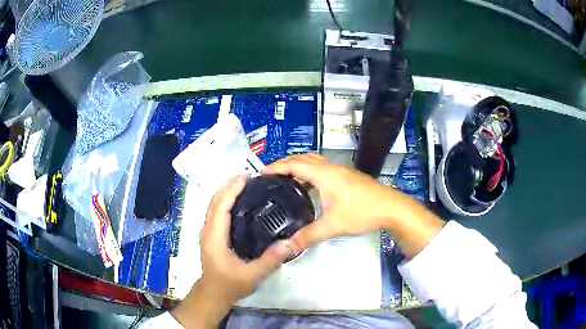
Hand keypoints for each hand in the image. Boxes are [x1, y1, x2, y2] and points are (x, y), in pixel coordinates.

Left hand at [172, 175, 298, 327]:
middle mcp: (208, 231)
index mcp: (215, 238)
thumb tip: (290, 243)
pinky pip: (216, 212)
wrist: (214, 294)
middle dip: (229, 186)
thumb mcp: (252, 276)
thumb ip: (270, 260)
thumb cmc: (230, 285)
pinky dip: (224, 201)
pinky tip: (237, 202)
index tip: (245, 177)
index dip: (231, 190)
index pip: (220, 207)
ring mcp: (207, 232)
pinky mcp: (211, 235)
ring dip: (226, 192)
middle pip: (214, 202)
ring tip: (244, 184)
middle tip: (248, 177)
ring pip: (213, 205)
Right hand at [264, 154, 444, 257]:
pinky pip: (322, 168)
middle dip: (284, 164)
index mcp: (324, 174)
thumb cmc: (362, 212)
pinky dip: (309, 172)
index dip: (276, 167)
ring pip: (314, 161)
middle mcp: (331, 168)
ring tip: (285, 179)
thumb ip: (308, 236)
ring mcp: (340, 170)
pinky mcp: (347, 176)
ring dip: (298, 166)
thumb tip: (287, 247)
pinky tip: (308, 187)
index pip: (294, 165)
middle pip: (302, 158)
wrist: (391, 208)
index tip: (260, 174)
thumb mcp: (333, 226)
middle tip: (269, 176)